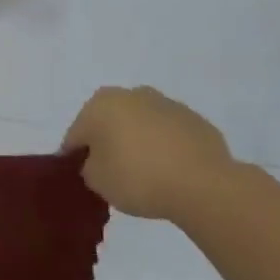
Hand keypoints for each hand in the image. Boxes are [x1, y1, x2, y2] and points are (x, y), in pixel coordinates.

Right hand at [61, 85, 237, 221]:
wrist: (203, 184)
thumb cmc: (137, 178)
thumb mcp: (96, 181)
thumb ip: (88, 166)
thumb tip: (97, 160)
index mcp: (100, 105)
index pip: (76, 134)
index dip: (76, 157)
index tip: (83, 176)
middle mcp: (131, 95)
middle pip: (109, 122)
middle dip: (107, 142)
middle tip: (111, 172)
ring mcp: (166, 104)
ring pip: (139, 124)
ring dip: (136, 141)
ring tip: (143, 172)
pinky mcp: (194, 119)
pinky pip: (167, 133)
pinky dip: (163, 146)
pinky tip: (168, 170)